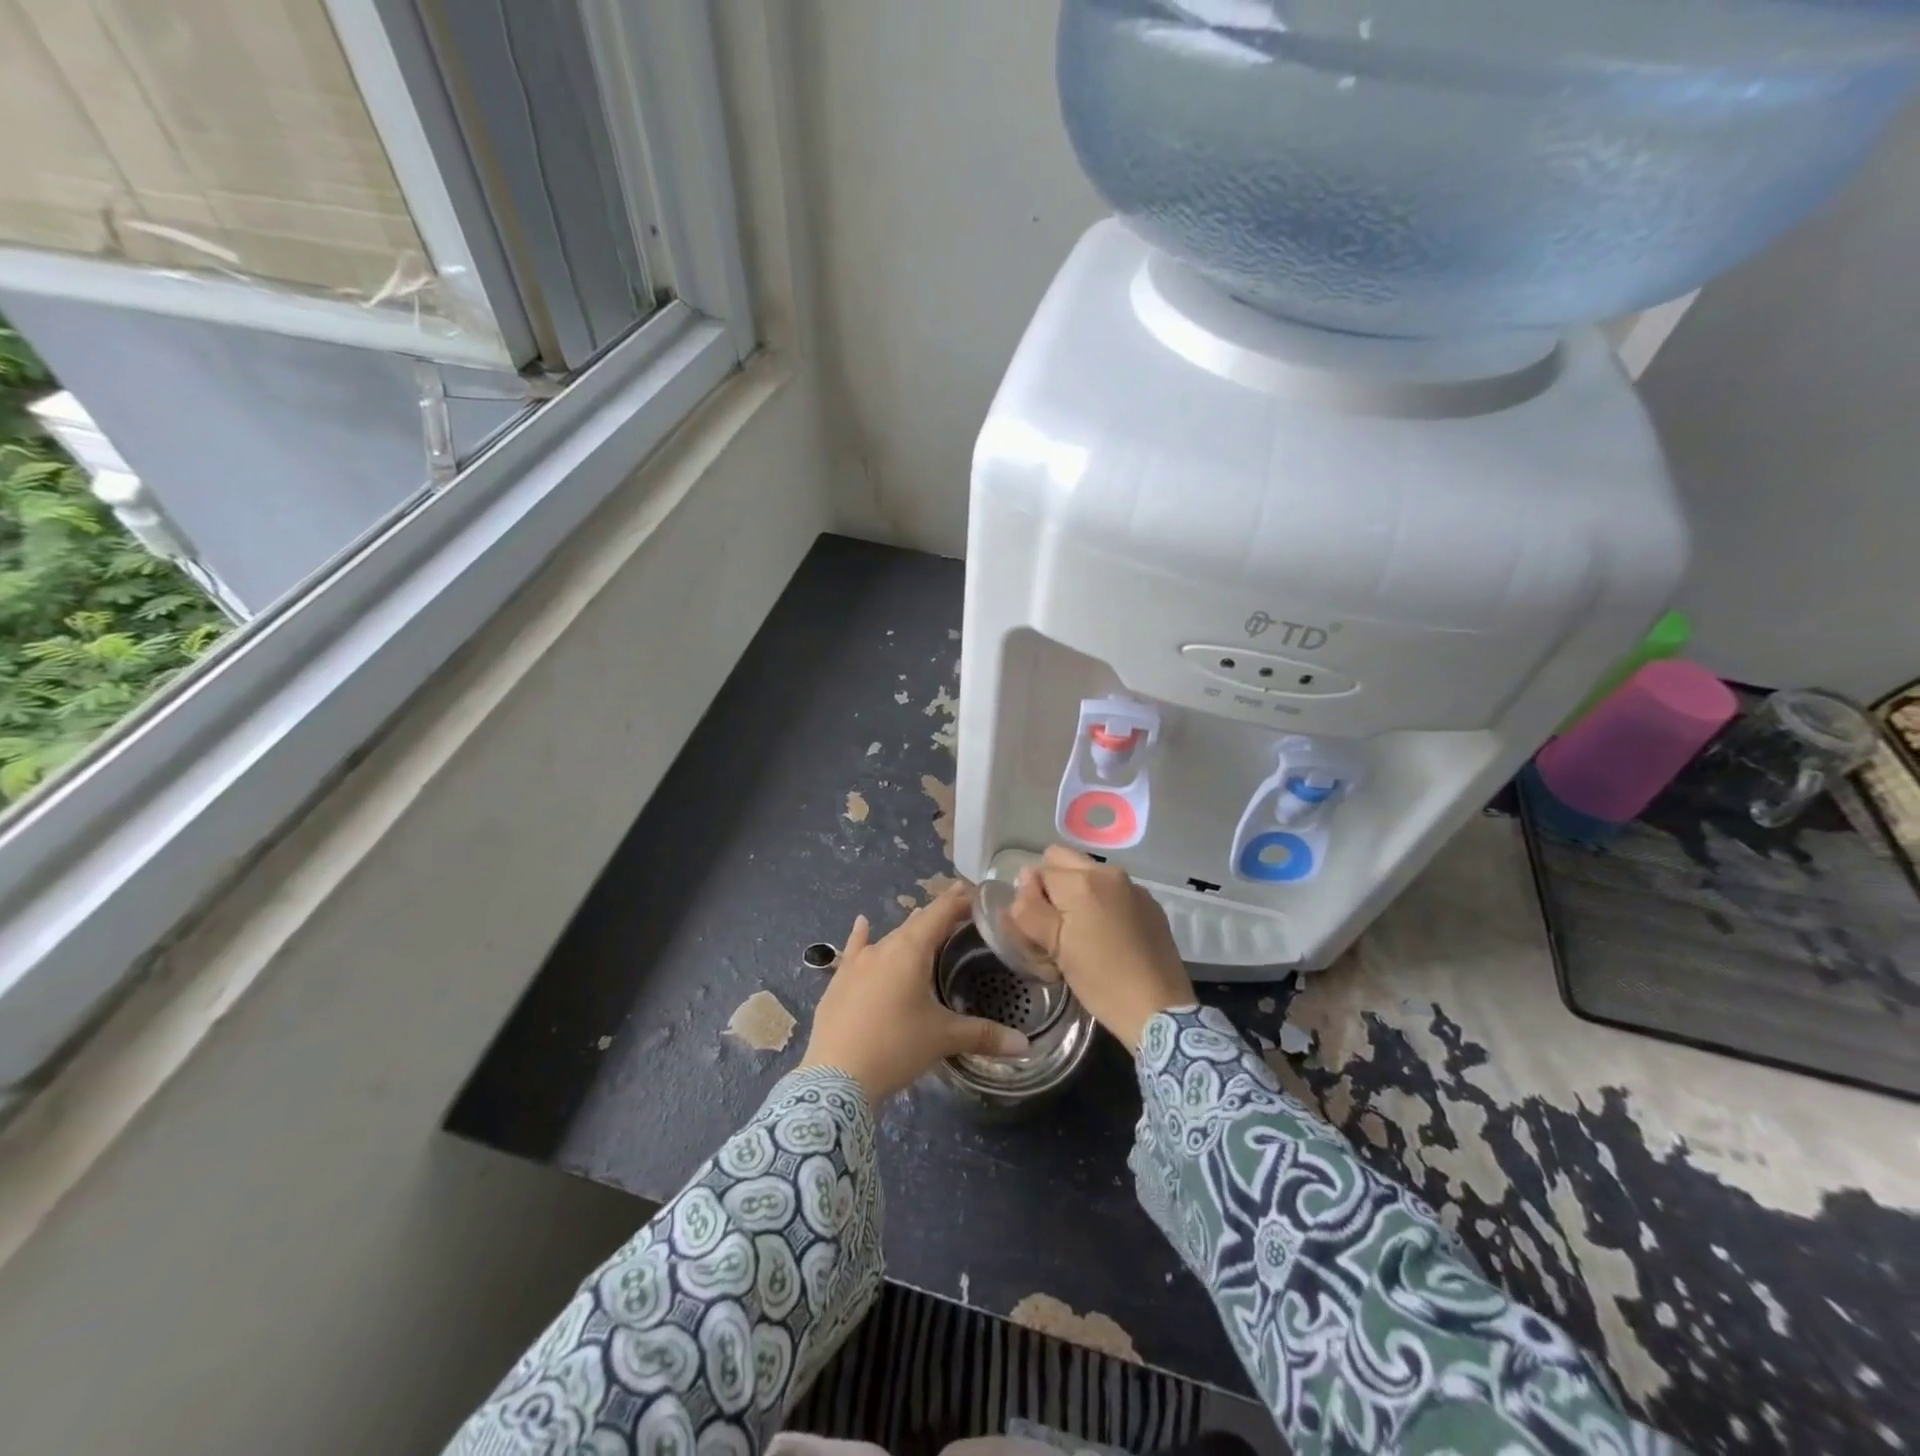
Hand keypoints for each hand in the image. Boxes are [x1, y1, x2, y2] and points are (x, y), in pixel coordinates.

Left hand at [801, 884, 1030, 1103]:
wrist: (835, 1077)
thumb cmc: (896, 1047)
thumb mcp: (943, 1039)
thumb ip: (984, 1036)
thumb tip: (1025, 1046)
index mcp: (911, 950)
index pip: (940, 913)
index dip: (959, 901)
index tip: (976, 895)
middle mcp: (883, 947)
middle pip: (916, 923)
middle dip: (938, 918)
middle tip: (960, 916)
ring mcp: (856, 963)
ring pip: (889, 938)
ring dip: (908, 931)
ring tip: (923, 924)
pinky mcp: (839, 981)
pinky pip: (855, 950)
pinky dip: (862, 937)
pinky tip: (862, 924)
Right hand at [1008, 846, 1194, 1051]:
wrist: (1159, 1009)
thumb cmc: (1100, 981)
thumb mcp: (1054, 948)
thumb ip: (1029, 909)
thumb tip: (1024, 880)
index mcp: (1082, 881)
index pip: (1037, 872)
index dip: (1031, 899)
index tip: (1038, 930)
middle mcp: (1108, 872)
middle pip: (1062, 859)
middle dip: (1051, 884)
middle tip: (1054, 924)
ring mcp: (1133, 886)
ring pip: (1088, 873)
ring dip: (1076, 893)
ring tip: (1081, 933)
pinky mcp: (1149, 904)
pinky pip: (1112, 890)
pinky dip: (1101, 903)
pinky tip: (1107, 937)